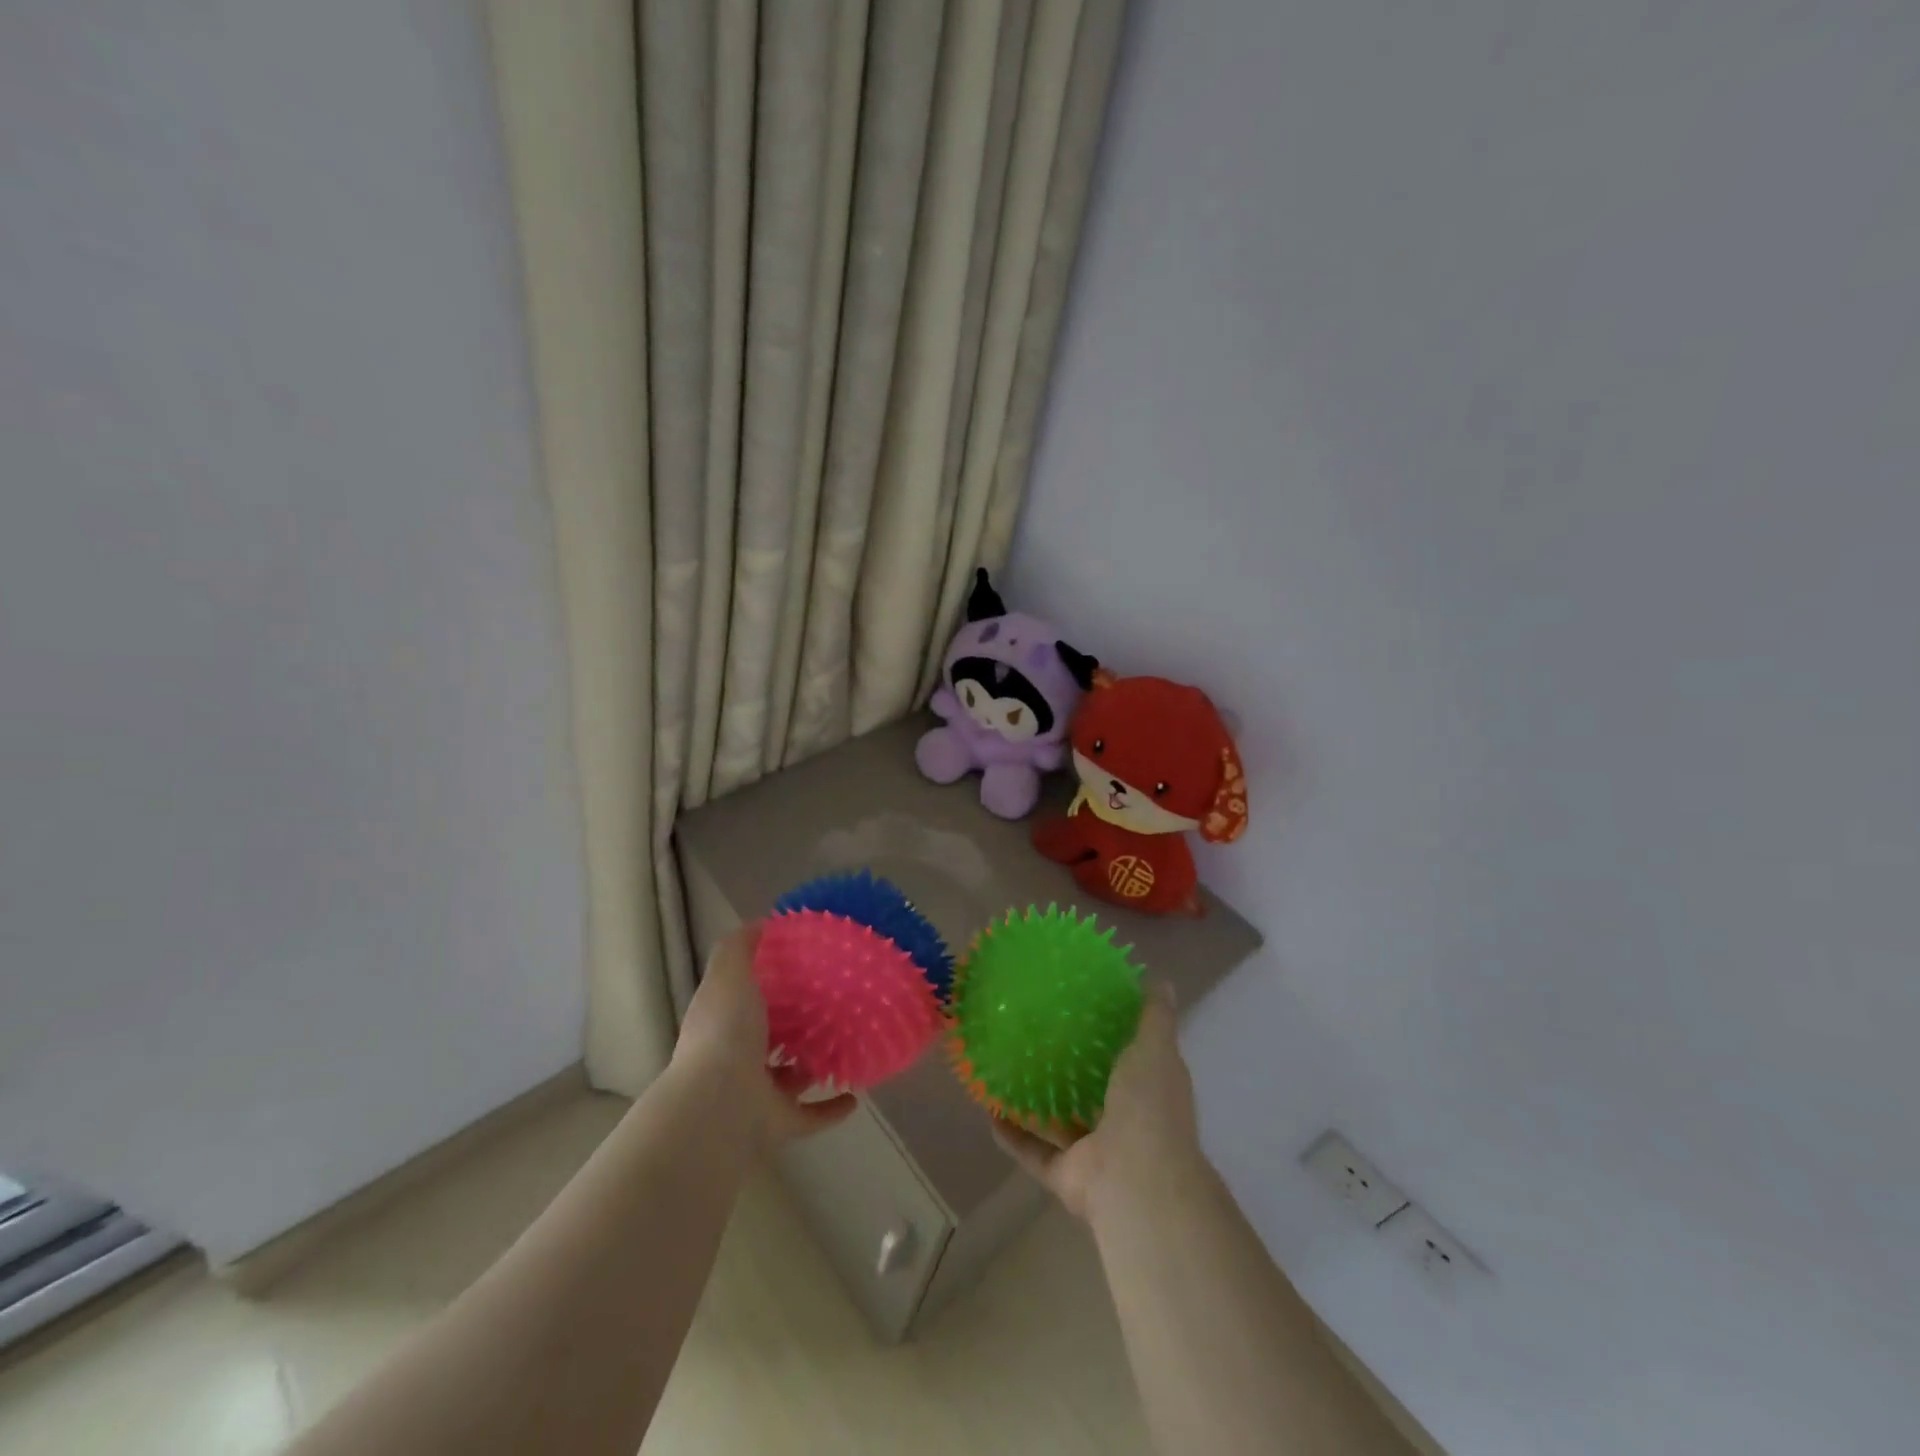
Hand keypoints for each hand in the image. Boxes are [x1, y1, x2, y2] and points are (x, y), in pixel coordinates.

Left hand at [671, 922, 857, 1150]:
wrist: (719, 1106)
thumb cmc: (725, 1032)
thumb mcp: (729, 975)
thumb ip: (740, 946)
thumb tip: (761, 923)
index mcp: (723, 1022)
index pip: (745, 999)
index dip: (768, 984)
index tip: (803, 966)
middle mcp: (736, 1058)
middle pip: (770, 1039)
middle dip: (795, 1026)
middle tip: (834, 1004)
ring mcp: (757, 1094)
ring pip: (791, 1077)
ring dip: (815, 1064)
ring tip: (849, 1044)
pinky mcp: (778, 1124)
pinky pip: (811, 1116)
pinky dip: (833, 1108)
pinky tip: (856, 1095)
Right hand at [991, 984, 1206, 1223]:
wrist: (1137, 1182)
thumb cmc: (1149, 1106)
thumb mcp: (1155, 1049)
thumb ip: (1154, 1018)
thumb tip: (1161, 980)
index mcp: (1148, 1091)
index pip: (1133, 1059)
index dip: (1113, 1037)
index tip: (1084, 1008)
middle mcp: (1124, 1121)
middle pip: (1094, 1092)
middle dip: (1071, 1069)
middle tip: (1037, 1035)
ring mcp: (1095, 1151)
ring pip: (1061, 1123)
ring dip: (1038, 1103)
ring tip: (1008, 1070)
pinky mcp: (1067, 1175)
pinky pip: (1034, 1152)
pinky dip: (1012, 1136)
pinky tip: (989, 1111)